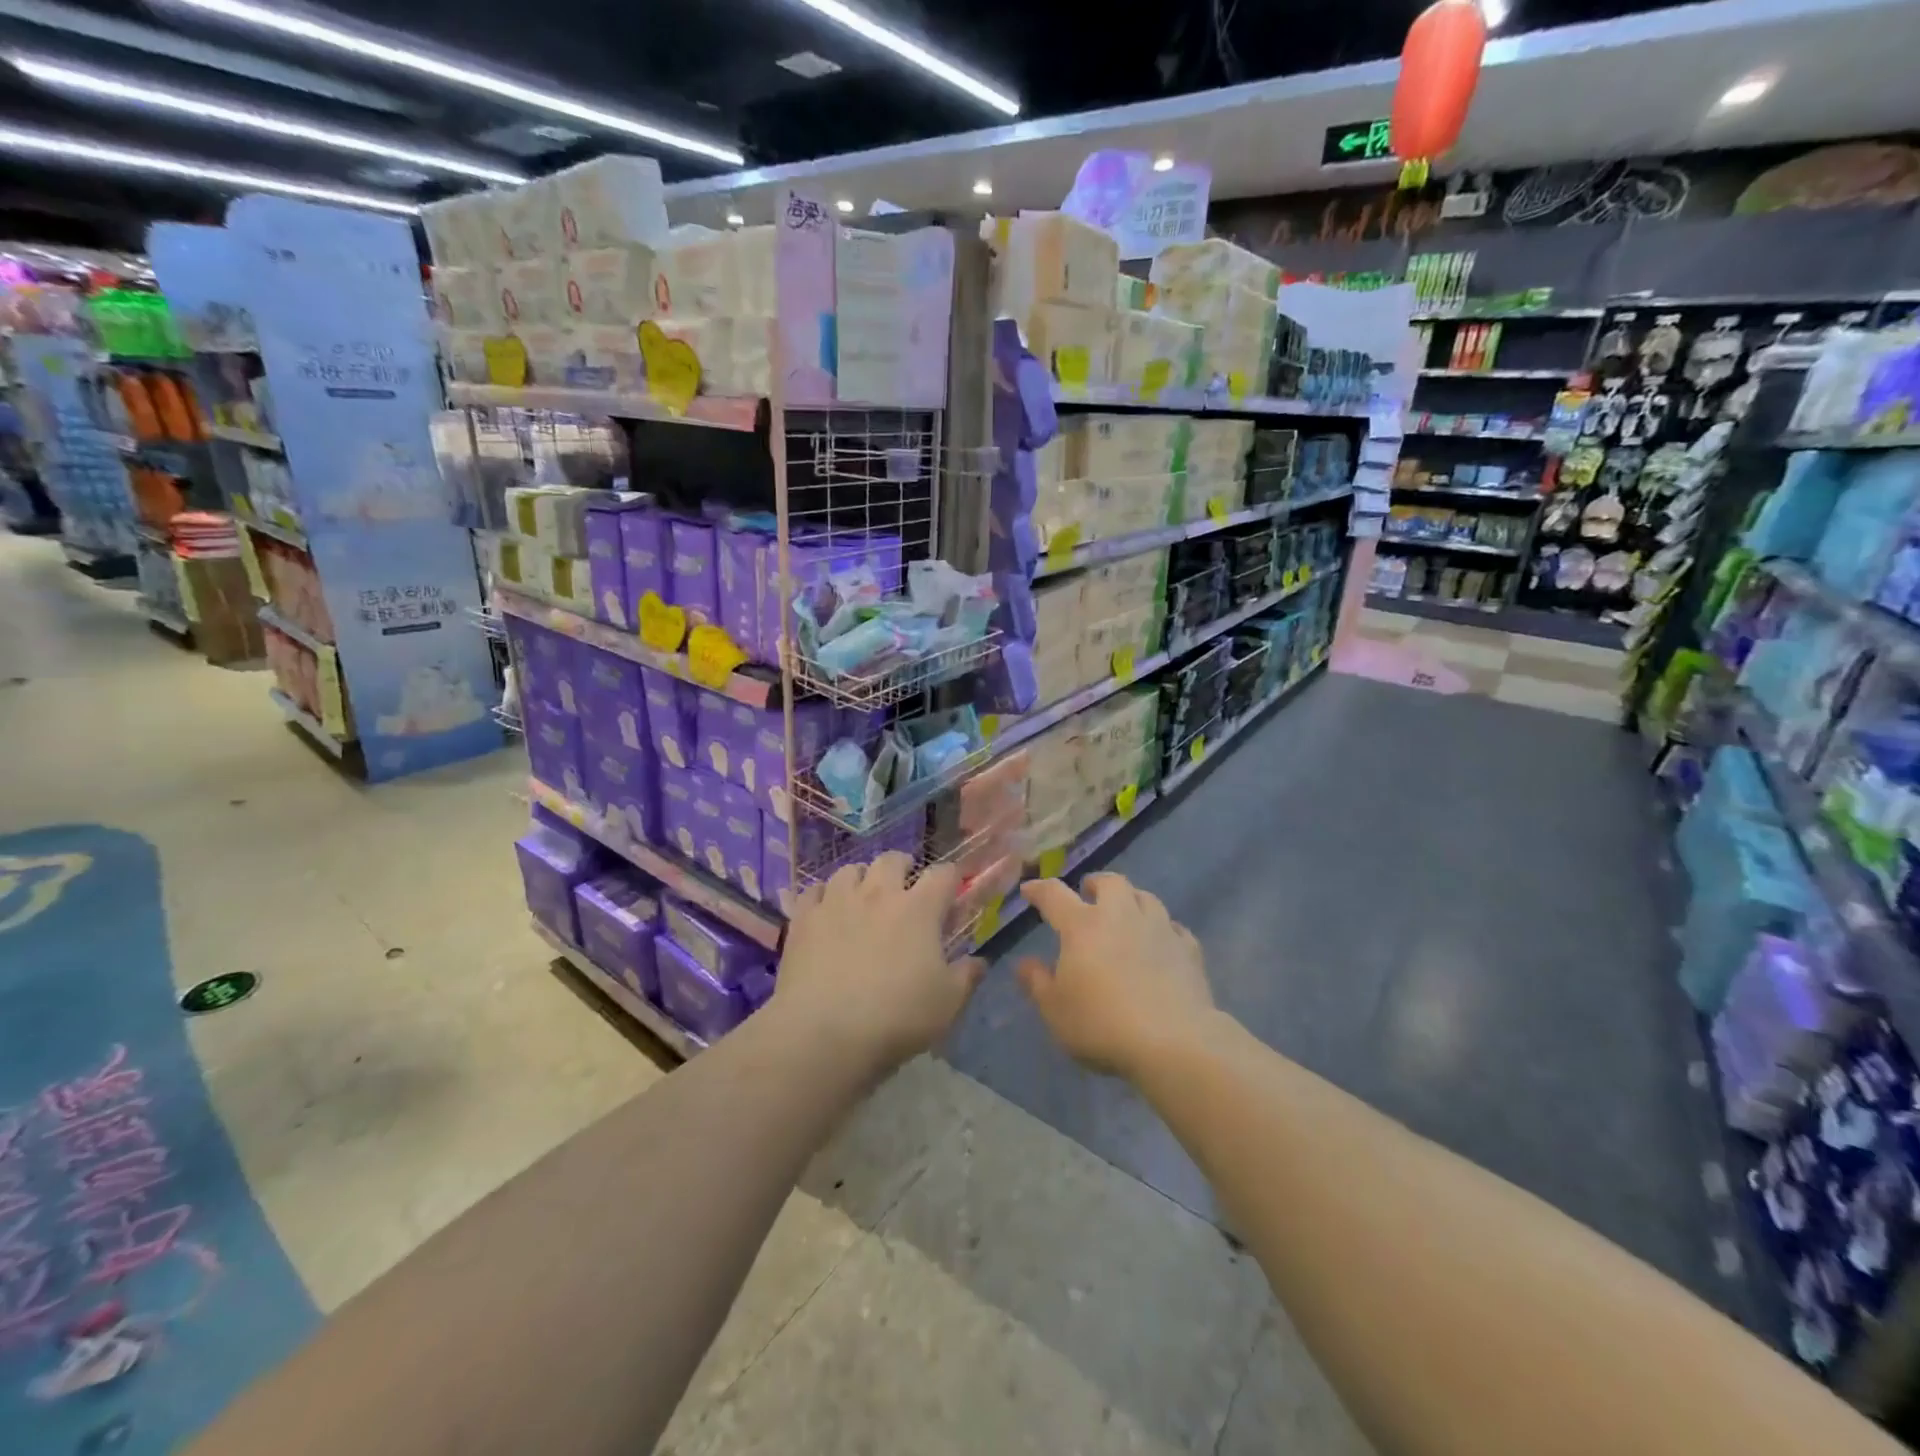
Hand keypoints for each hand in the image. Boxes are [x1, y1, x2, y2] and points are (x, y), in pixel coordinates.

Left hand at [773, 852, 985, 1073]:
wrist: (823, 1033)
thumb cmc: (895, 1017)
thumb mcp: (947, 1004)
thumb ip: (967, 977)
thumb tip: (979, 962)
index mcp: (918, 908)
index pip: (943, 874)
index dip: (951, 878)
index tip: (952, 893)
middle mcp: (878, 894)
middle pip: (892, 860)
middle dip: (902, 867)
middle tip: (905, 888)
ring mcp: (836, 902)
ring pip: (850, 870)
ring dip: (861, 878)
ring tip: (863, 897)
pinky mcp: (804, 919)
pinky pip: (814, 891)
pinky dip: (824, 895)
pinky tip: (826, 911)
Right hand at [1015, 873, 1214, 1079]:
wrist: (1173, 1042)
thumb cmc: (1102, 1025)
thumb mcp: (1055, 1010)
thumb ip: (1037, 983)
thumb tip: (1024, 963)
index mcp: (1082, 926)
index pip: (1055, 895)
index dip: (1039, 890)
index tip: (1030, 890)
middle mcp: (1121, 916)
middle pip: (1110, 883)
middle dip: (1096, 884)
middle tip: (1087, 894)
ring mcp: (1159, 929)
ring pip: (1146, 897)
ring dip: (1131, 900)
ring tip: (1125, 914)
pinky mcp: (1189, 949)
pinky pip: (1174, 927)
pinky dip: (1162, 929)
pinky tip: (1160, 942)